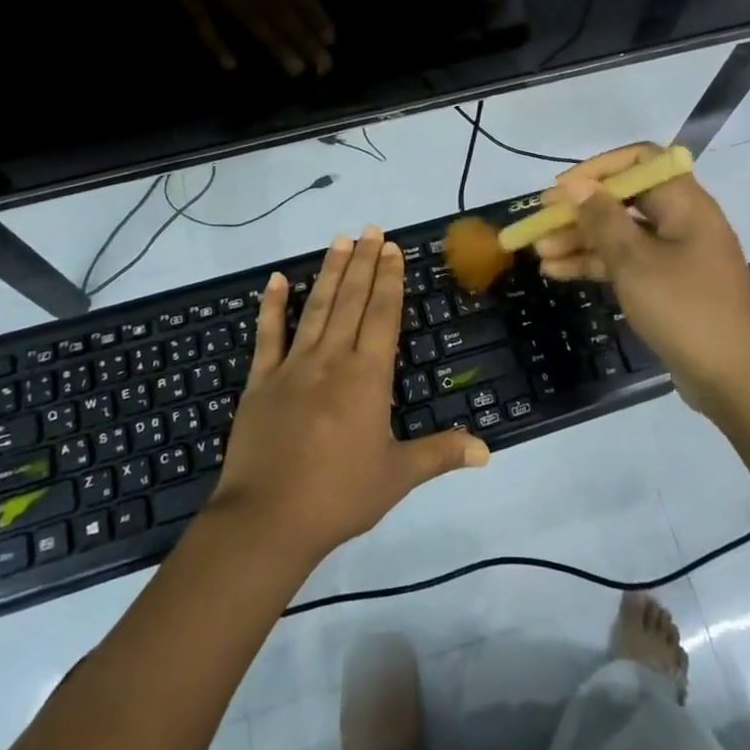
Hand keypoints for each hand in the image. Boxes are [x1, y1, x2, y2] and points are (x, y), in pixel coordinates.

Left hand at [208, 228, 489, 563]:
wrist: (268, 520)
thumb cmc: (340, 496)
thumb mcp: (398, 476)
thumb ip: (441, 454)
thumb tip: (487, 449)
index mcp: (367, 376)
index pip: (382, 315)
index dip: (389, 279)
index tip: (391, 248)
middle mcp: (332, 359)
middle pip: (352, 300)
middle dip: (363, 262)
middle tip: (370, 229)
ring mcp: (293, 366)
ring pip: (316, 308)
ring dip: (330, 272)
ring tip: (339, 240)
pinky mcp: (261, 380)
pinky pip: (268, 335)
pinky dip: (272, 306)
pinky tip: (277, 280)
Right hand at [536, 145, 749, 419]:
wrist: (735, 380)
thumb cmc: (685, 309)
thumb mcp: (635, 261)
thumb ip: (602, 219)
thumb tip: (575, 185)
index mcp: (684, 203)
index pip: (640, 161)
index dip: (598, 169)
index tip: (562, 189)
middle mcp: (681, 221)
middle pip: (623, 200)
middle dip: (579, 211)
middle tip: (538, 224)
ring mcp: (675, 255)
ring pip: (620, 234)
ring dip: (580, 240)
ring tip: (538, 253)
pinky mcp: (667, 285)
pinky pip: (626, 263)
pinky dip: (595, 264)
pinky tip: (557, 273)